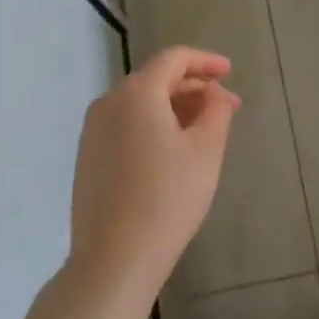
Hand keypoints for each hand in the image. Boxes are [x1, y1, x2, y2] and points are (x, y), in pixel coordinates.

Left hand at [68, 47, 240, 311]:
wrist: (114, 259)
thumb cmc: (168, 198)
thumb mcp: (206, 150)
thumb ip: (216, 110)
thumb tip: (215, 94)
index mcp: (136, 93)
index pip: (174, 59)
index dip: (205, 61)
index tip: (230, 72)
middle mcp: (108, 102)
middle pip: (156, 79)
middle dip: (194, 87)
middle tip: (227, 107)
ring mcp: (93, 131)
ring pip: (140, 103)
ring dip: (175, 107)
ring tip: (205, 129)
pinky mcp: (88, 157)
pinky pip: (126, 124)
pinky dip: (154, 124)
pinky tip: (174, 150)